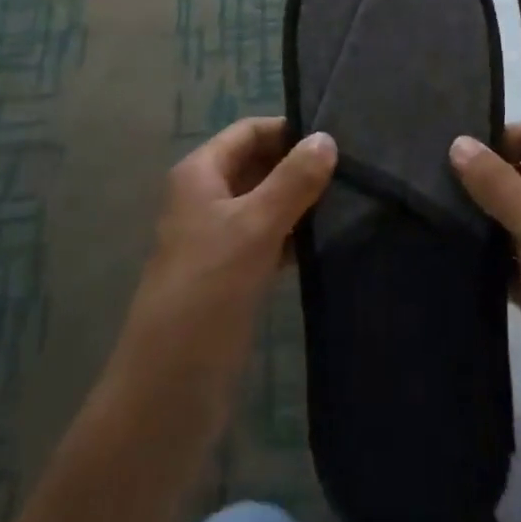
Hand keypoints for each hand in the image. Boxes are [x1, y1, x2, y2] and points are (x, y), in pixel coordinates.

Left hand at [115, 117, 336, 400]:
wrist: (168, 391)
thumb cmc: (208, 292)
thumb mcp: (255, 227)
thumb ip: (293, 180)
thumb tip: (327, 137)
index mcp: (199, 174)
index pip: (249, 131)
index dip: (288, 130)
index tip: (336, 137)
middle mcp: (205, 198)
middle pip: (257, 164)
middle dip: (298, 165)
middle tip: (352, 169)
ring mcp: (216, 238)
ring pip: (264, 203)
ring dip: (299, 201)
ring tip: (350, 200)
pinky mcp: (230, 275)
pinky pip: (266, 239)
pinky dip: (293, 235)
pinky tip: (328, 240)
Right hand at [451, 122, 520, 477]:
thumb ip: (496, 182)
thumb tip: (457, 141)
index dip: (496, 137)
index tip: (448, 147)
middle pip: (519, 176)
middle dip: (480, 177)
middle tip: (427, 177)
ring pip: (509, 220)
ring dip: (478, 218)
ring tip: (427, 209)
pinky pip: (506, 261)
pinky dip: (483, 257)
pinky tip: (445, 250)